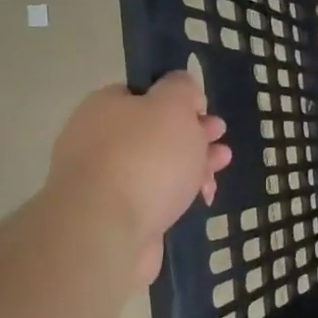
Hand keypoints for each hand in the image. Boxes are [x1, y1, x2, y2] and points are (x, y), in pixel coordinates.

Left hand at [47, 61, 232, 280]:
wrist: (108, 229)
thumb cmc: (145, 157)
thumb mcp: (172, 106)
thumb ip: (182, 89)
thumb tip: (183, 88)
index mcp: (105, 107)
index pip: (143, 93)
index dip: (178, 100)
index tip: (205, 112)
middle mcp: (98, 140)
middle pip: (154, 131)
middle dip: (192, 135)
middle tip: (219, 140)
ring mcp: (105, 180)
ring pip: (158, 165)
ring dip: (192, 165)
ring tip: (219, 170)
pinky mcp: (117, 214)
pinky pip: (155, 196)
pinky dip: (179, 195)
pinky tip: (201, 198)